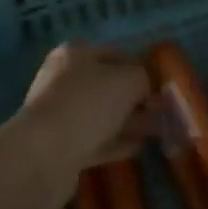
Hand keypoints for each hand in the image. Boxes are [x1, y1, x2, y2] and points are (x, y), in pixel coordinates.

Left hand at [18, 43, 152, 172]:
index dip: (139, 68)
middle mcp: (63, 79)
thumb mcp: (127, 80)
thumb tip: (143, 88)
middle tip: (162, 113)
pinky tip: (137, 148)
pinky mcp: (61, 145)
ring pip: (102, 114)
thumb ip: (141, 78)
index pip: (114, 55)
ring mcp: (60, 113)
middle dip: (135, 99)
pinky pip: (95, 140)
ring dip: (128, 122)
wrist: (45, 154)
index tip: (161, 87)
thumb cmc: (87, 104)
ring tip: (157, 132)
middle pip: (107, 86)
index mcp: (74, 54)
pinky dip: (116, 143)